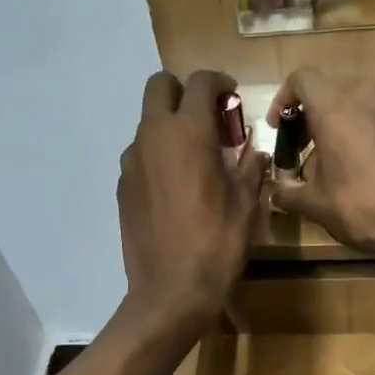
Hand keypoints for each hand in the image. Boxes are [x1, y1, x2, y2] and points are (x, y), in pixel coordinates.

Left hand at [119, 70, 267, 340]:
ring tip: (193, 159)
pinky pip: (140, 157)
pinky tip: (175, 189)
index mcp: (188, 132)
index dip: (219, 83)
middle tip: (207, 119)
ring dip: (169, 127)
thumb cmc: (217, 244)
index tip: (231, 97)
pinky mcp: (122, 188)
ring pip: (147, 124)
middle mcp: (153, 136)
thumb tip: (253, 150)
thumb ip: (249, 166)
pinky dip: (157, 157)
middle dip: (183, 92)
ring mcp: (131, 163)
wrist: (171, 291)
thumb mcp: (246, 204)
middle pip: (159, 87)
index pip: (200, 82)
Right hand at [264, 69, 374, 268]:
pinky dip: (356, 133)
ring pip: (352, 103)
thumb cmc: (361, 208)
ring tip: (324, 162)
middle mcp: (364, 98)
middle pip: (327, 90)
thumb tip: (276, 189)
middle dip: (308, 115)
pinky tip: (353, 169)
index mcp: (335, 107)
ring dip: (333, 124)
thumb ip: (286, 191)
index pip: (301, 78)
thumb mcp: (314, 204)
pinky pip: (372, 119)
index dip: (283, 98)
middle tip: (298, 147)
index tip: (278, 128)